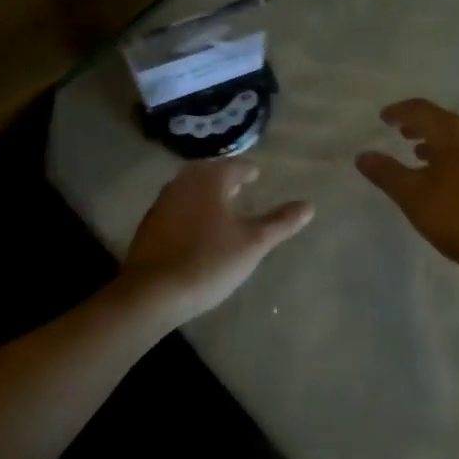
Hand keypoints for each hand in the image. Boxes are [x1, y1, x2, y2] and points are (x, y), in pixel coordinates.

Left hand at [119, 159, 313, 324]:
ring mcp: (162, 203)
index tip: (256, 174)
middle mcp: (183, 183)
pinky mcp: (149, 225)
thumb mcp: (253, 243)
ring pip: (189, 188)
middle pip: (207, 173)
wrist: (152, 292)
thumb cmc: (209, 261)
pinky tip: (196, 227)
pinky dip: (190, 209)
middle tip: (239, 185)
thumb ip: (280, 222)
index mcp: (210, 180)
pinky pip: (176, 207)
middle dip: (224, 177)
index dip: (248, 170)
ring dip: (205, 192)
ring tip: (220, 206)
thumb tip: (309, 205)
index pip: (234, 166)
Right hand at [356, 99, 458, 276]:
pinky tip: (449, 181)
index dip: (400, 111)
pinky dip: (454, 160)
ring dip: (438, 144)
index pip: (421, 109)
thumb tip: (363, 155)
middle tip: (401, 133)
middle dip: (420, 126)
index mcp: (454, 132)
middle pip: (444, 122)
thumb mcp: (414, 195)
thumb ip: (387, 173)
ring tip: (420, 156)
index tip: (384, 118)